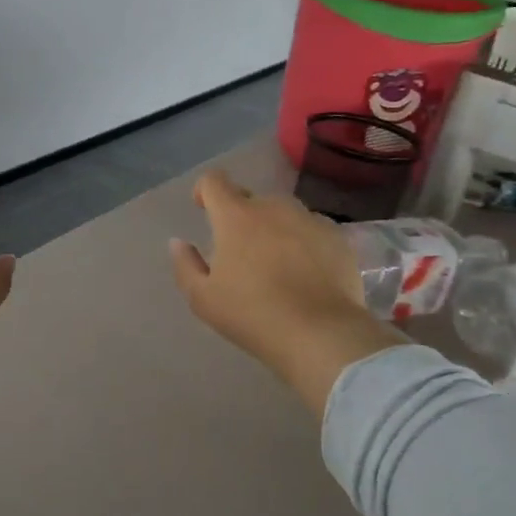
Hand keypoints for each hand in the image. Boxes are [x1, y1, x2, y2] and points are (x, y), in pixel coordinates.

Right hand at [170, 170, 403, 418]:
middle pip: (251, 199)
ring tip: (276, 264)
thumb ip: (185, 265)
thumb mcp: (203, 299)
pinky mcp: (337, 237)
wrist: (321, 334)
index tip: (204, 210)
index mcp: (235, 216)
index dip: (205, 191)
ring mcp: (309, 219)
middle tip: (241, 253)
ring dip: (274, 229)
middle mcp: (273, 207)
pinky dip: (303, 244)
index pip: (214, 181)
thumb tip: (178, 242)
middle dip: (241, 217)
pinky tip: (306, 275)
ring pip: (284, 215)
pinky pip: (311, 231)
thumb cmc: (253, 314)